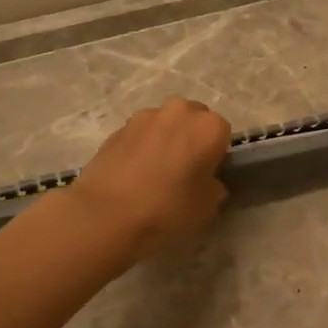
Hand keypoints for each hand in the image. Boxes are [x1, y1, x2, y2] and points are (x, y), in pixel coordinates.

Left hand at [68, 98, 232, 255]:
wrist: (105, 215)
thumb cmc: (166, 210)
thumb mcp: (207, 208)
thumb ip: (214, 187)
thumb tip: (207, 181)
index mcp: (208, 127)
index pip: (223, 133)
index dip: (216, 154)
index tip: (207, 175)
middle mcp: (179, 111)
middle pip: (194, 119)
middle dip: (192, 138)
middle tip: (184, 170)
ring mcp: (145, 116)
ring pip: (165, 123)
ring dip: (166, 139)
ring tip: (155, 172)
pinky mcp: (118, 128)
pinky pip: (141, 134)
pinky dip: (142, 147)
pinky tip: (133, 174)